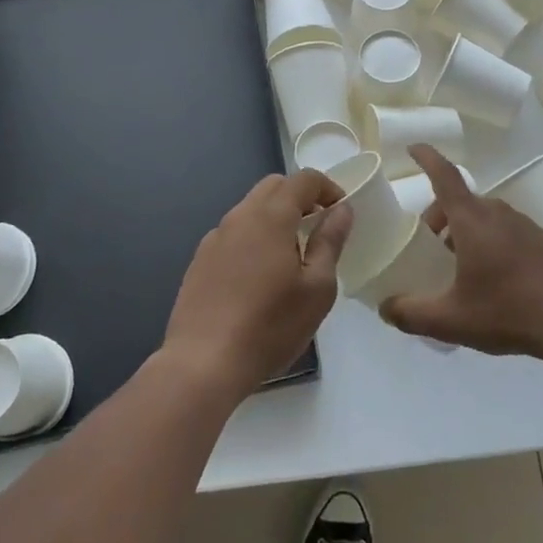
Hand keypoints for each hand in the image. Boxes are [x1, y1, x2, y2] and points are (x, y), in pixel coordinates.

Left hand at [163, 169, 351, 403]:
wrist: (203, 363)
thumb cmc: (270, 326)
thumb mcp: (317, 289)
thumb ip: (330, 242)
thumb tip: (341, 210)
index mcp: (271, 216)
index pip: (303, 179)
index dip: (327, 188)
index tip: (340, 212)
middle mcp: (240, 216)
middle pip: (274, 187)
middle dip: (300, 197)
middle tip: (317, 228)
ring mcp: (215, 237)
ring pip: (251, 209)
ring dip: (275, 217)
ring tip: (290, 255)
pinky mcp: (200, 260)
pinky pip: (233, 233)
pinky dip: (253, 237)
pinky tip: (258, 277)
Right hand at [380, 144, 542, 359]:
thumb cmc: (507, 312)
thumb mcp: (451, 320)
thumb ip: (411, 314)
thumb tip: (385, 308)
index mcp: (472, 220)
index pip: (444, 175)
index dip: (426, 158)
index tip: (412, 147)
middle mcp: (497, 212)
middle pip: (459, 200)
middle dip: (439, 216)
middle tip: (430, 248)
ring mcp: (523, 223)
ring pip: (483, 215)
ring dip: (464, 230)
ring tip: (460, 266)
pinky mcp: (541, 239)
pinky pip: (504, 228)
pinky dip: (488, 239)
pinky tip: (493, 277)